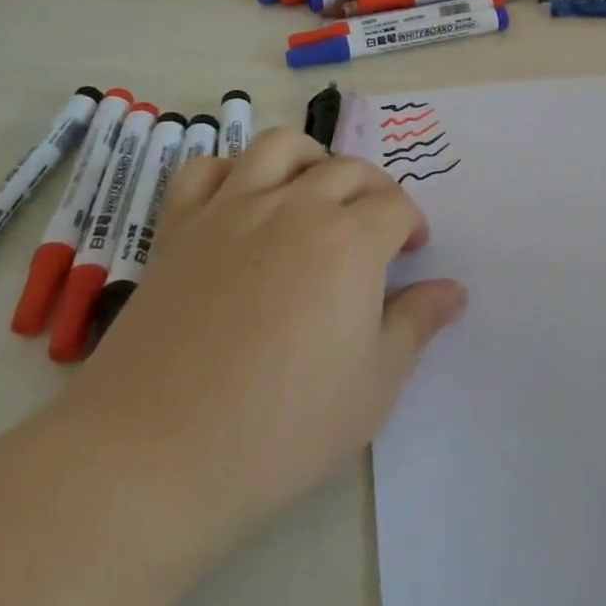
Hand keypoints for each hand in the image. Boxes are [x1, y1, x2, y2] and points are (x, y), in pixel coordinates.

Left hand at [55, 128, 466, 561]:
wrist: (152, 458)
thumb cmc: (281, 428)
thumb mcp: (374, 385)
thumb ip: (417, 324)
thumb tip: (454, 290)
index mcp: (351, 240)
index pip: (397, 206)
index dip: (412, 225)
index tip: (412, 254)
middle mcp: (296, 207)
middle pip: (349, 170)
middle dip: (375, 191)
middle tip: (376, 230)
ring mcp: (232, 210)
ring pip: (281, 147)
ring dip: (310, 159)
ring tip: (315, 192)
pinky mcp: (180, 229)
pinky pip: (205, 170)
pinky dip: (231, 170)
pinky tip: (242, 200)